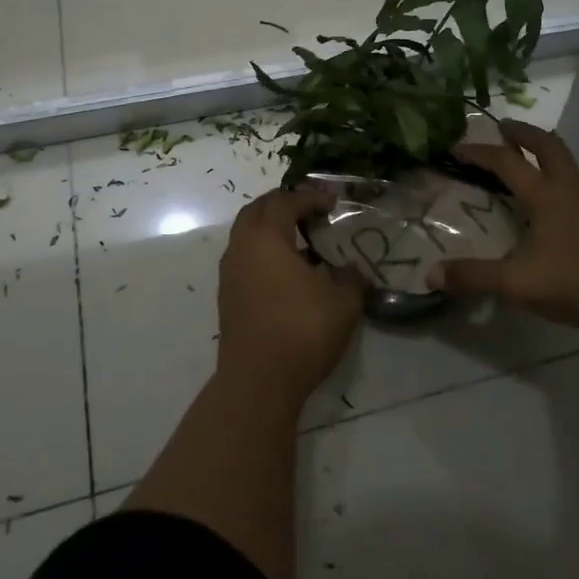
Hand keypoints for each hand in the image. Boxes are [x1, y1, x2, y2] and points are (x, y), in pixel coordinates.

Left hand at [217, 186, 363, 405]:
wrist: (258, 381)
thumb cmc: (301, 330)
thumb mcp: (343, 302)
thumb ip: (350, 277)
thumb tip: (350, 269)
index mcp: (266, 237)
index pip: (286, 201)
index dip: (311, 197)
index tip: (333, 202)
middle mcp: (241, 247)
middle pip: (258, 210)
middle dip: (285, 204)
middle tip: (311, 210)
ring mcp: (230, 272)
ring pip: (248, 234)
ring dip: (272, 229)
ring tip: (302, 240)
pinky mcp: (228, 296)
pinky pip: (246, 258)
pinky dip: (265, 252)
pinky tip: (289, 271)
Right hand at [431, 120, 578, 336]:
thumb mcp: (518, 284)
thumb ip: (474, 277)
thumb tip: (431, 275)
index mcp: (546, 195)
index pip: (506, 162)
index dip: (478, 152)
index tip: (456, 147)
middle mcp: (571, 187)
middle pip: (547, 144)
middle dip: (522, 132)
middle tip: (502, 128)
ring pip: (566, 161)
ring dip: (543, 152)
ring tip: (525, 161)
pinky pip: (576, 181)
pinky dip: (558, 175)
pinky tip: (553, 202)